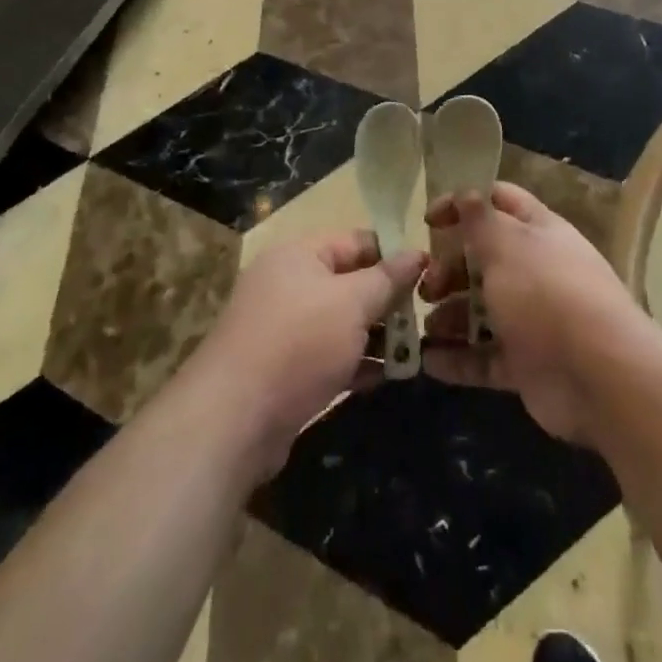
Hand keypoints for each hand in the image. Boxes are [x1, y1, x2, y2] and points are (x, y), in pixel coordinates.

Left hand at [191, 232, 425, 478]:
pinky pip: (328, 356)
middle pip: (349, 282)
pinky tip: (386, 377)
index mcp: (299, 254)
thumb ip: (387, 278)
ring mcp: (283, 329)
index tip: (429, 275)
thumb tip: (417, 253)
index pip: (356, 241)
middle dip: (387, 301)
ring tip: (414, 352)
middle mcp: (288, 284)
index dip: (393, 254)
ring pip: (341, 322)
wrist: (232, 421)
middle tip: (425, 319)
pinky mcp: (283, 370)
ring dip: (376, 335)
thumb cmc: (299, 343)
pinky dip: (355, 363)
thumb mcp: (352, 303)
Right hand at [419, 183, 646, 443]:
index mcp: (538, 231)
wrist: (599, 374)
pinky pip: (485, 357)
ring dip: (450, 315)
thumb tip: (465, 191)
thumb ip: (480, 220)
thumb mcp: (507, 245)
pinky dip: (458, 359)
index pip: (499, 202)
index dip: (463, 204)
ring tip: (424, 326)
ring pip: (482, 310)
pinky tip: (428, 361)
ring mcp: (532, 319)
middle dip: (450, 268)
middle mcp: (536, 270)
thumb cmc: (546, 293)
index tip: (428, 220)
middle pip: (484, 259)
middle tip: (426, 285)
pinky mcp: (526, 364)